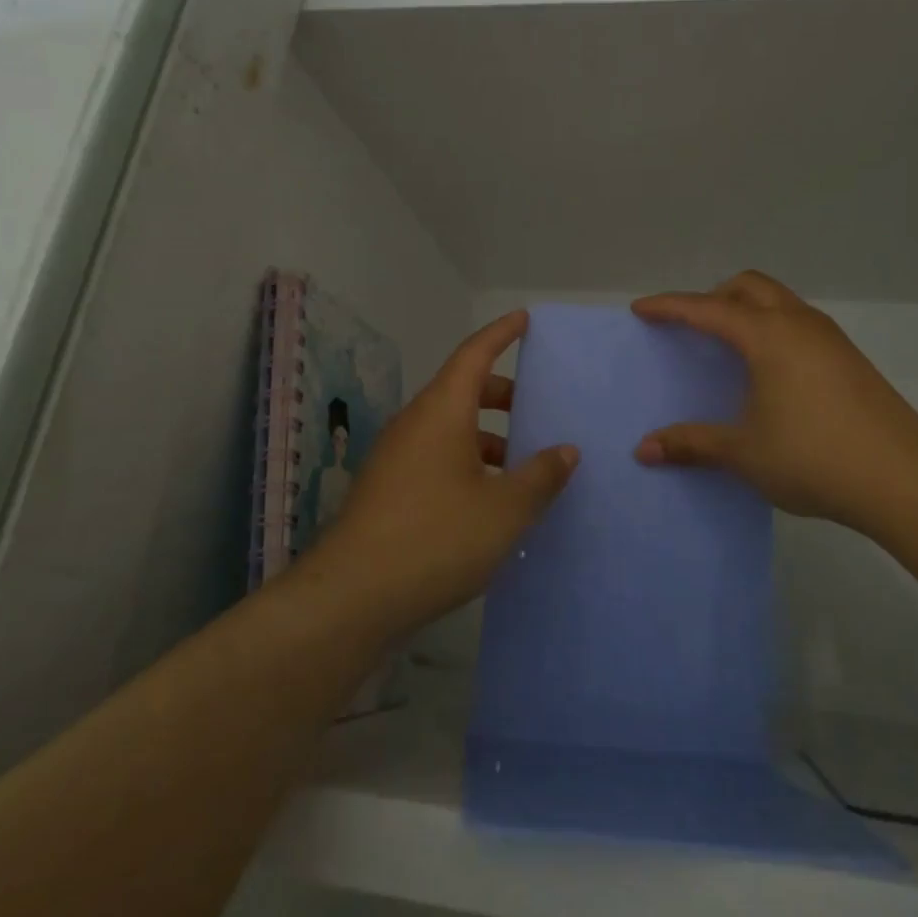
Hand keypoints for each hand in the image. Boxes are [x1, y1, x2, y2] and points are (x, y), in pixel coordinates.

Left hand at [292, 310, 578, 643]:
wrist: (352, 597)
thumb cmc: (437, 538)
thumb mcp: (505, 510)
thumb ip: (541, 476)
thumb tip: (565, 450)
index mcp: (442, 412)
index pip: (474, 354)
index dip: (501, 334)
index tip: (525, 319)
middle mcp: (415, 424)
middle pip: (462, 390)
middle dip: (502, 394)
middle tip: (539, 406)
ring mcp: (396, 457)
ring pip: (449, 428)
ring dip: (487, 436)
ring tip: (523, 464)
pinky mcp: (388, 490)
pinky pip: (436, 457)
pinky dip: (467, 463)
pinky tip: (490, 501)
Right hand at [632, 271, 917, 532]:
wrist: (903, 477)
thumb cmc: (813, 456)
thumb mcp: (744, 452)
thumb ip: (692, 444)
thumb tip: (644, 449)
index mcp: (767, 335)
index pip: (706, 309)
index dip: (670, 307)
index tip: (641, 308)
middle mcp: (798, 323)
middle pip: (748, 286)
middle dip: (713, 296)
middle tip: (691, 326)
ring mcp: (829, 337)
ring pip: (778, 300)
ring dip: (747, 308)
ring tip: (728, 346)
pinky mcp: (848, 356)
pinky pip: (798, 321)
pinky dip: (772, 326)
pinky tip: (770, 369)